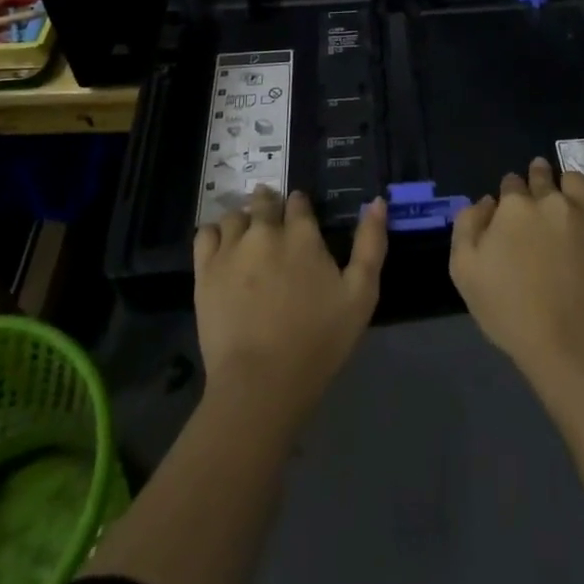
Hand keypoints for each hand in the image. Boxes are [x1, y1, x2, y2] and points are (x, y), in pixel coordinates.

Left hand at [193, 188, 387, 425]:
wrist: (261, 382)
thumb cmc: (319, 341)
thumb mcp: (361, 294)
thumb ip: (371, 244)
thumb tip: (378, 201)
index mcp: (303, 235)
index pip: (298, 202)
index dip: (300, 206)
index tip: (301, 215)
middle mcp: (265, 231)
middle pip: (265, 202)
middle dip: (270, 205)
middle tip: (273, 218)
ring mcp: (231, 249)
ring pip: (235, 215)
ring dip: (244, 218)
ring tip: (248, 233)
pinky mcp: (205, 271)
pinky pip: (206, 234)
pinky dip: (215, 232)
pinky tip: (222, 245)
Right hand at [450, 157, 583, 388]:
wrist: (568, 342)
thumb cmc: (509, 310)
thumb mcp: (464, 270)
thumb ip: (467, 225)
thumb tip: (487, 202)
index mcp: (513, 206)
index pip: (510, 183)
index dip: (508, 193)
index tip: (509, 207)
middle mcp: (548, 199)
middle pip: (541, 175)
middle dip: (536, 177)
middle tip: (536, 190)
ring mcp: (582, 212)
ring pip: (572, 178)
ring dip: (564, 182)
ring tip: (563, 194)